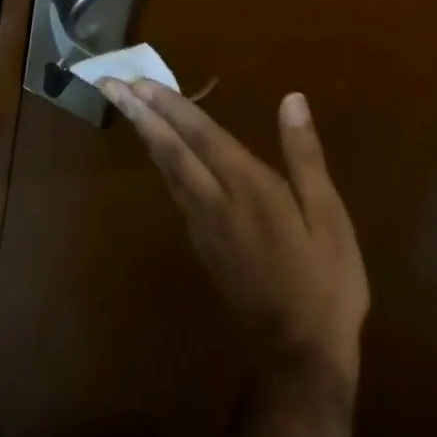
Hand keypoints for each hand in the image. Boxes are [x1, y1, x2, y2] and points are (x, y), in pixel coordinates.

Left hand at [99, 81, 368, 382]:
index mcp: (248, 189)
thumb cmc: (324, 281)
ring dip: (146, 136)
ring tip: (127, 109)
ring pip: (167, 172)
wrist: (300, 356)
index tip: (139, 80)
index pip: (201, 136)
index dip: (171, 106)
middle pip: (170, 151)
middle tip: (109, 85)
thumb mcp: (328, 216)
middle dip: (140, 115)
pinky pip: (175, 193)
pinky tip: (160, 157)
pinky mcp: (203, 247)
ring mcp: (204, 228)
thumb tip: (291, 100)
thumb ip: (304, 156)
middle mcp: (216, 203)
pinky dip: (161, 164)